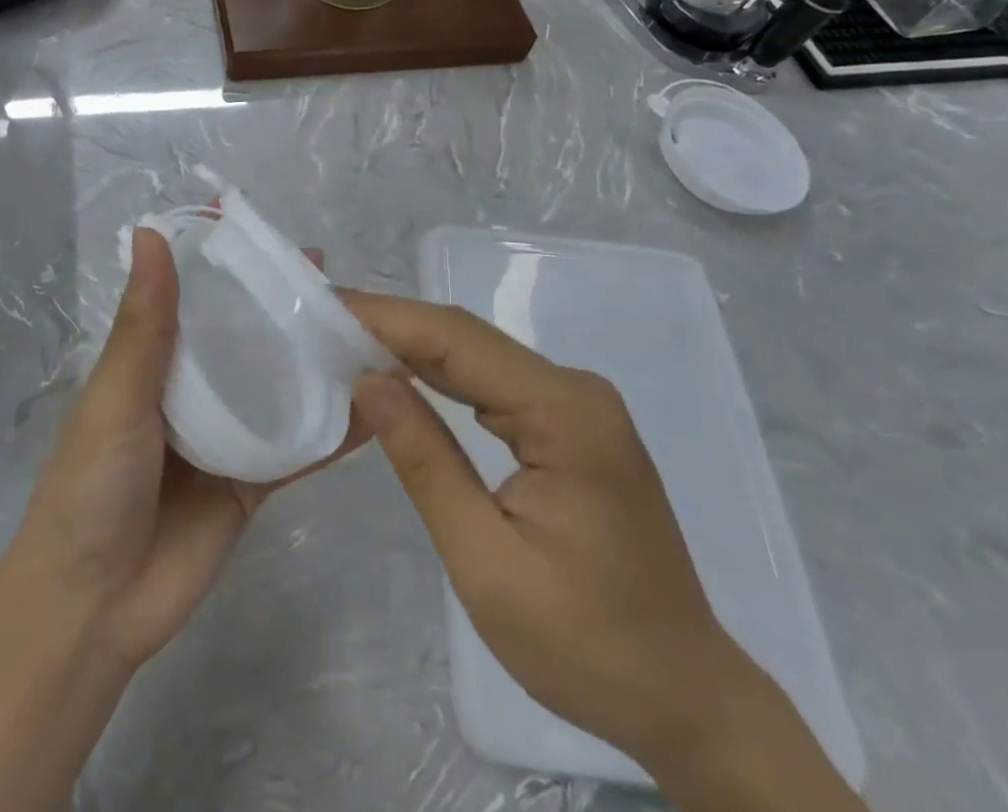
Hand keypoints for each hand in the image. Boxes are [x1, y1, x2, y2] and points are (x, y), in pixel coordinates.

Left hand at [10, 228, 363, 670]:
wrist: (93, 607)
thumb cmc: (92, 485)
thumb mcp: (116, 396)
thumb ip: (145, 322)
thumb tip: (150, 232)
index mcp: (152, 358)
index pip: (190, 294)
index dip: (221, 261)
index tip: (260, 228)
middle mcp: (192, 388)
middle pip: (243, 334)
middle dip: (280, 304)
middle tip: (333, 275)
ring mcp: (226, 435)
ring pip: (277, 384)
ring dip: (314, 358)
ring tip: (366, 325)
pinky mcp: (253, 481)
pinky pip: (299, 446)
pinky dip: (335, 428)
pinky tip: (378, 404)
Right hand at [343, 292, 786, 786]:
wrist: (687, 701)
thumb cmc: (588, 646)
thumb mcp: (487, 563)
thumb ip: (425, 462)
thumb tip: (367, 379)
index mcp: (564, 413)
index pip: (455, 340)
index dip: (384, 317)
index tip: (322, 307)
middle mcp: (574, 390)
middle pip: (464, 336)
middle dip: (389, 323)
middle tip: (319, 319)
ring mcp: (575, 404)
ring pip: (474, 353)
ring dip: (408, 344)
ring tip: (341, 338)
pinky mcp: (568, 424)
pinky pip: (490, 381)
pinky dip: (437, 372)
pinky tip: (397, 373)